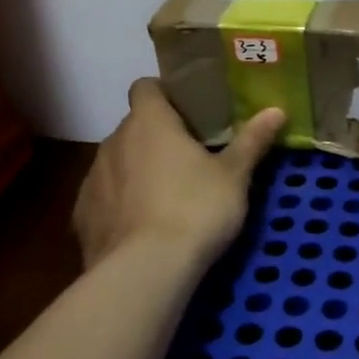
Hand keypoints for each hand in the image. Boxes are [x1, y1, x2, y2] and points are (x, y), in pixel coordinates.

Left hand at [73, 79, 285, 272]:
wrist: (146, 271)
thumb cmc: (196, 209)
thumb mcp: (234, 176)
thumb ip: (252, 140)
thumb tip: (276, 110)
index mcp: (149, 122)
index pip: (145, 87)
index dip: (165, 94)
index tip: (188, 111)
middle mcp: (113, 142)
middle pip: (134, 127)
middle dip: (157, 137)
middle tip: (190, 158)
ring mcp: (92, 179)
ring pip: (117, 162)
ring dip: (137, 170)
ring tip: (166, 196)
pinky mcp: (82, 217)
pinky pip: (105, 198)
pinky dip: (121, 204)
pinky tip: (143, 227)